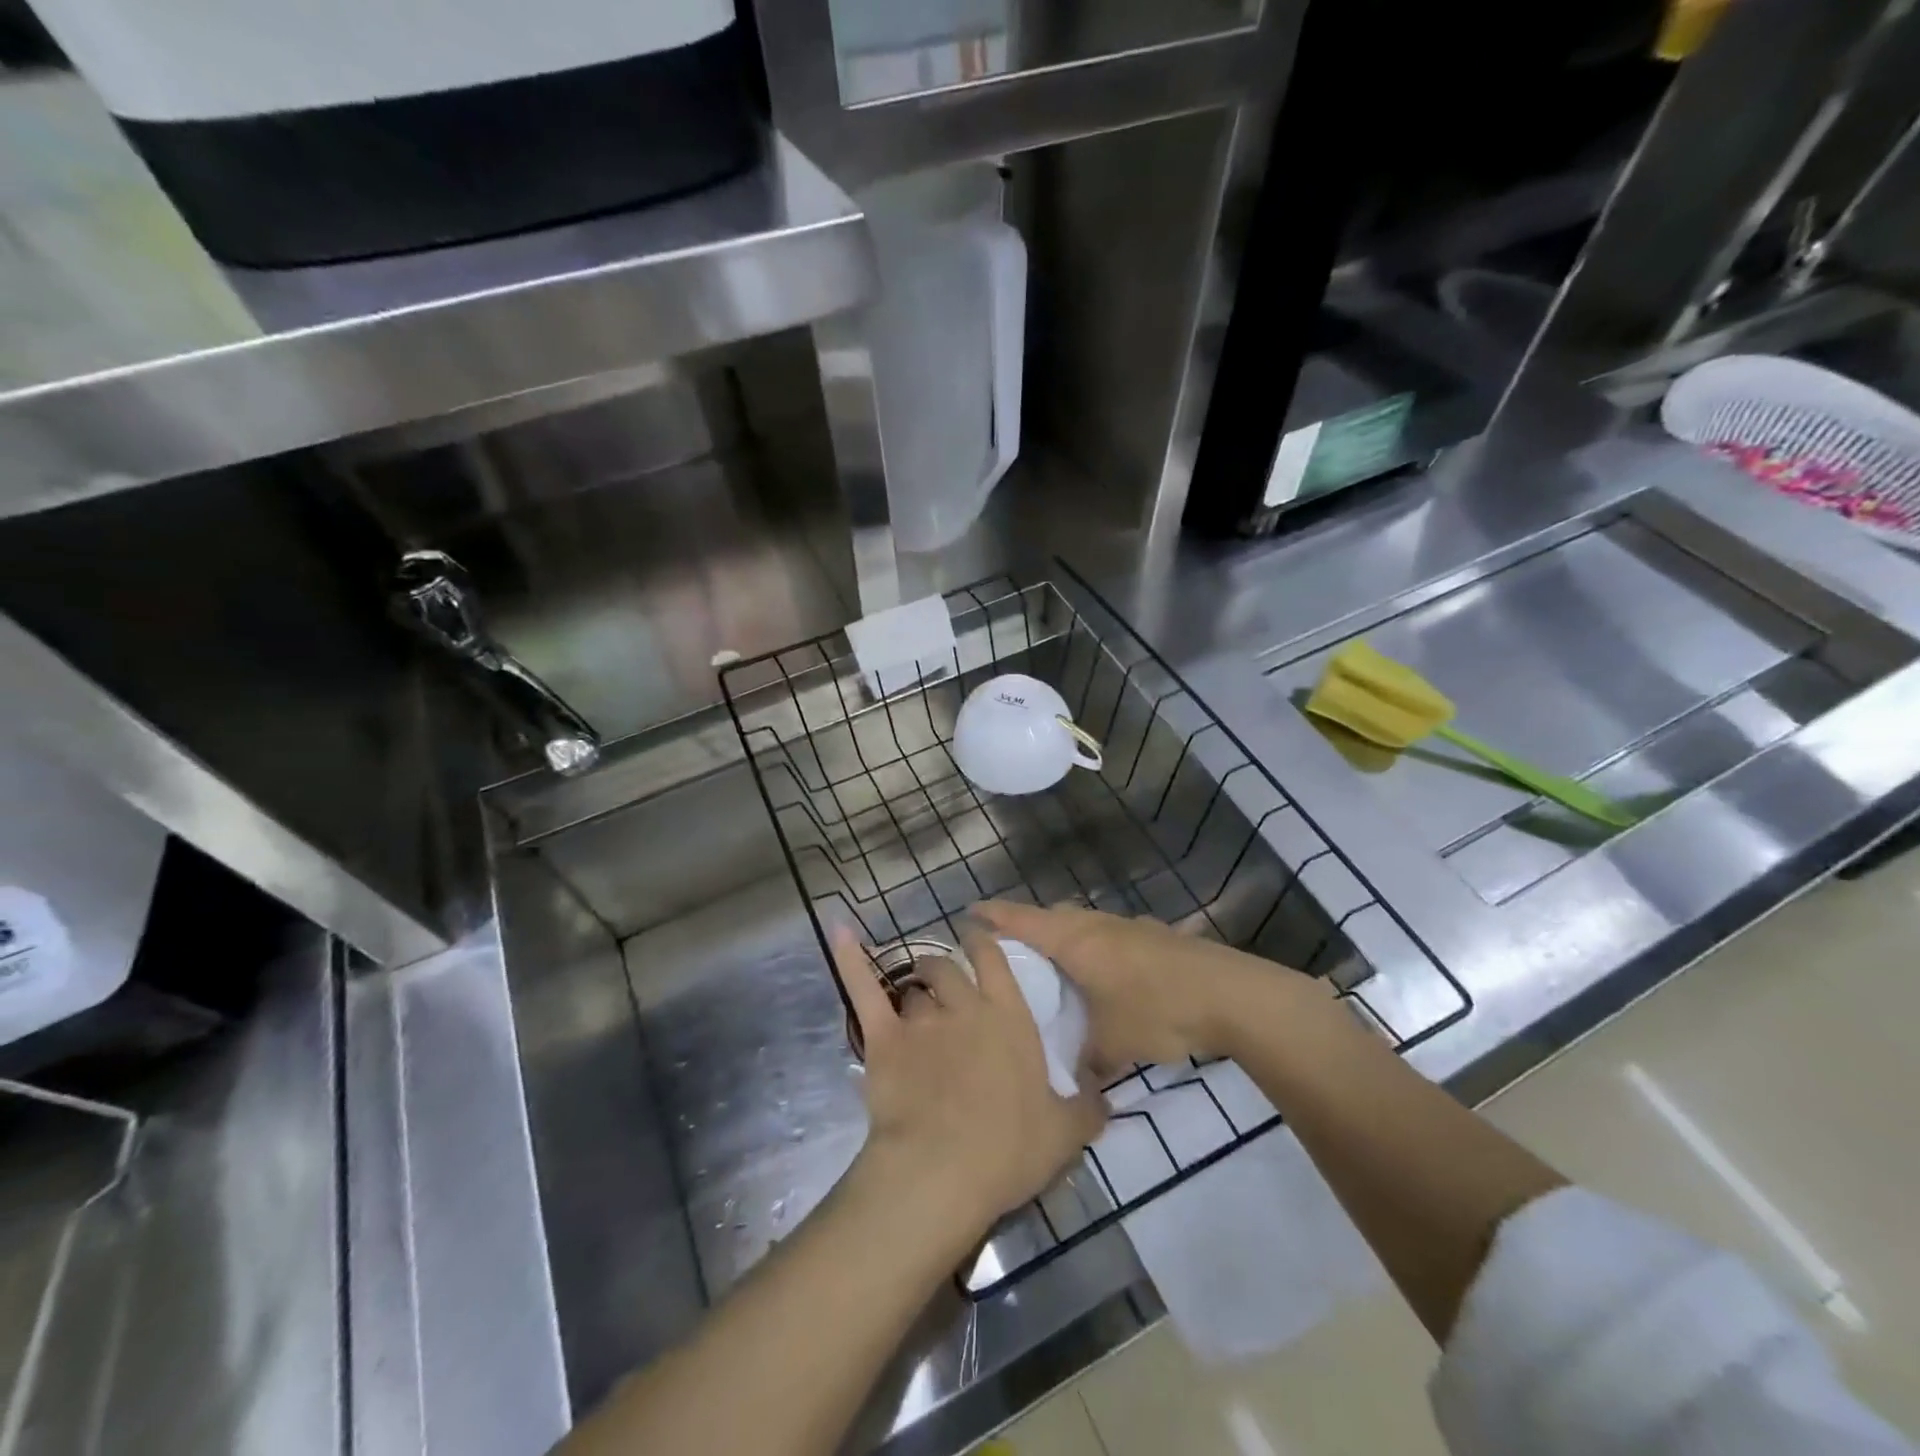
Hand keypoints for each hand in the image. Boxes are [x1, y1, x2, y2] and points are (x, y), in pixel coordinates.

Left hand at [833, 922, 1107, 1240]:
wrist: (943, 1171)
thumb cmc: (1009, 1149)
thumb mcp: (1067, 1132)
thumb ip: (1088, 1106)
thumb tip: (1103, 1091)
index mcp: (1009, 1018)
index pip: (995, 961)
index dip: (985, 942)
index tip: (978, 935)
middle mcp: (965, 1006)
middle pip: (948, 969)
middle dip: (944, 970)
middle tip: (944, 985)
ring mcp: (921, 1020)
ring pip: (912, 988)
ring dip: (914, 992)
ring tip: (914, 1003)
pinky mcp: (883, 1039)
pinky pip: (864, 989)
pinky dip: (849, 958)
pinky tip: (838, 931)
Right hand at [973, 901, 1323, 1068]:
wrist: (1231, 996)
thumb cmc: (1157, 1011)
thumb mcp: (1112, 1043)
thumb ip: (1085, 1059)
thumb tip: (1074, 1078)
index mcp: (1076, 941)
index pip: (1023, 920)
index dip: (994, 915)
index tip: (969, 912)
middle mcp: (1098, 925)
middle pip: (1053, 916)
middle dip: (1028, 926)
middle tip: (1009, 948)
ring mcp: (1130, 928)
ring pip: (1085, 926)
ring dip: (1066, 938)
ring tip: (1056, 966)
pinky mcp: (1155, 939)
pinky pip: (1110, 937)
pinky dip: (1097, 950)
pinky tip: (1106, 977)